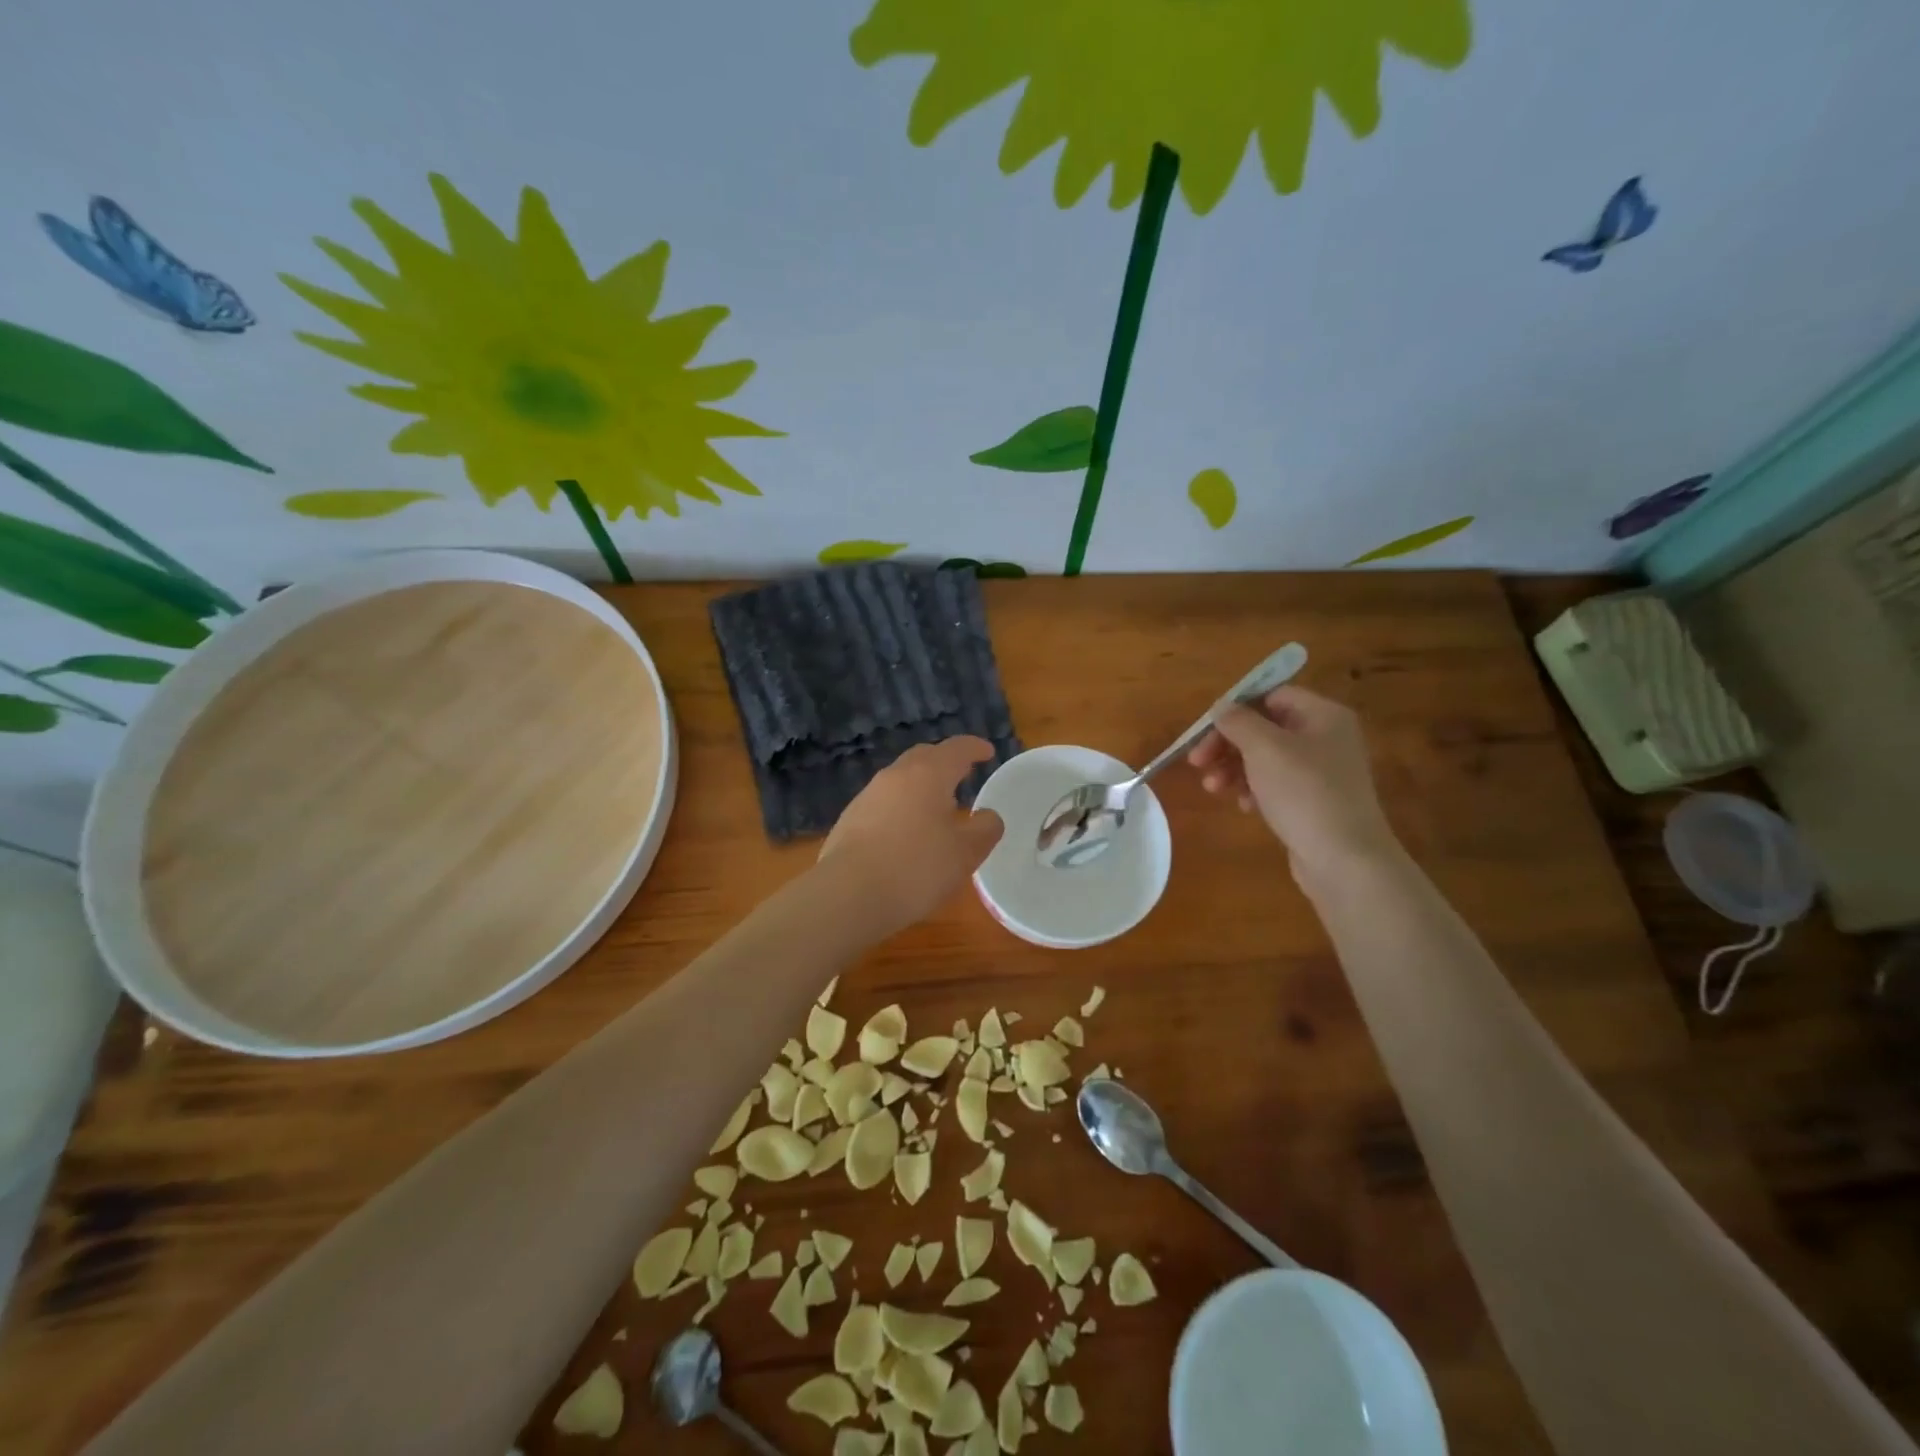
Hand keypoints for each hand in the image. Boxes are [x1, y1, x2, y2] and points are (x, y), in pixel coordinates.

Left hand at [819, 737, 1004, 933]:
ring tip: (937, 806)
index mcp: (927, 775)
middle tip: (963, 773)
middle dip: (945, 761)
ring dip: (922, 785)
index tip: (987, 751)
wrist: (847, 894)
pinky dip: (902, 806)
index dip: (974, 747)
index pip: (956, 749)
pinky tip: (907, 832)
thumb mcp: (965, 853)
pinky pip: (884, 802)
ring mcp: (867, 796)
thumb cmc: (915, 868)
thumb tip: (988, 816)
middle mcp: (895, 776)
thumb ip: (984, 829)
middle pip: (924, 756)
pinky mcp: (850, 819)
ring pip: (901, 779)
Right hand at [1187, 686, 1398, 884]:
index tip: (1204, 730)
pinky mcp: (1314, 802)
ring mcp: (1322, 772)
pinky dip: (1253, 789)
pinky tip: (1243, 806)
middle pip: (1265, 728)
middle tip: (1197, 762)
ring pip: (1266, 758)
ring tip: (1213, 789)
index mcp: (1323, 715)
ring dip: (1233, 768)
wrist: (1344, 859)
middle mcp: (1326, 737)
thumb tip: (1222, 706)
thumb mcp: (1264, 748)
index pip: (1271, 695)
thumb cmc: (1303, 792)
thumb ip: (1238, 721)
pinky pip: (1276, 784)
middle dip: (1227, 744)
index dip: (1235, 708)